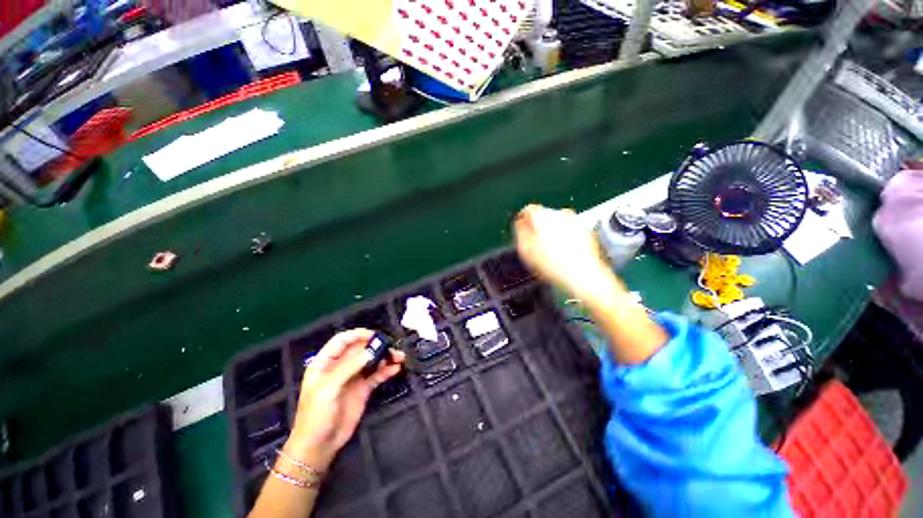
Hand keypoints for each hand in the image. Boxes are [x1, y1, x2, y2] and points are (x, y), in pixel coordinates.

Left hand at [285, 329, 404, 470]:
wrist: (319, 446)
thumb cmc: (316, 416)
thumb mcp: (328, 389)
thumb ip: (349, 367)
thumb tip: (371, 350)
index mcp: (326, 363)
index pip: (342, 341)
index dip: (357, 335)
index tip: (374, 335)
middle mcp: (341, 367)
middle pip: (360, 349)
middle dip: (376, 345)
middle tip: (391, 346)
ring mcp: (353, 378)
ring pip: (371, 361)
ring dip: (385, 357)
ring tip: (399, 357)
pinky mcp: (363, 389)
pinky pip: (377, 375)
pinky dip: (386, 370)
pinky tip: (396, 369)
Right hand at [513, 204, 616, 298]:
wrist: (583, 276)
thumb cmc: (553, 265)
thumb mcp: (526, 250)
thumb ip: (520, 233)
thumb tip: (520, 224)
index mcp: (543, 216)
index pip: (528, 210)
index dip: (522, 220)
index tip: (520, 229)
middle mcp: (561, 214)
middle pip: (544, 216)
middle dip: (538, 227)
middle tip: (534, 244)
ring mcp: (575, 222)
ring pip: (557, 223)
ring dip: (551, 233)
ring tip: (548, 251)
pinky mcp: (586, 232)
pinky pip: (569, 231)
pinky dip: (564, 238)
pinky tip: (561, 253)